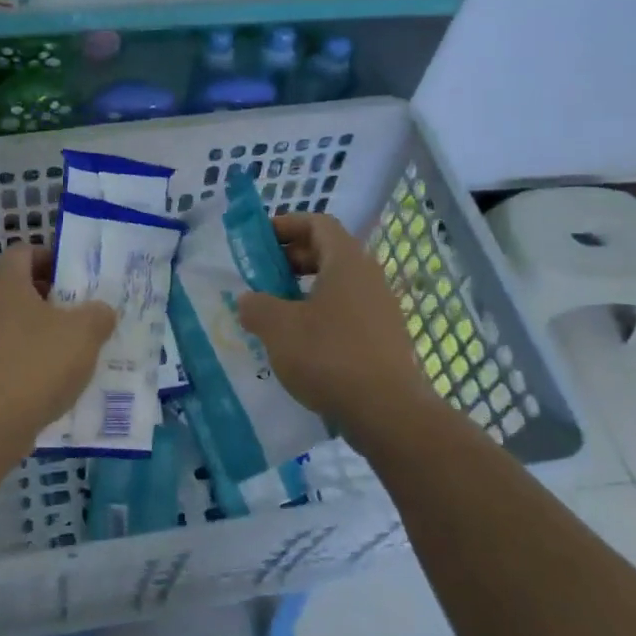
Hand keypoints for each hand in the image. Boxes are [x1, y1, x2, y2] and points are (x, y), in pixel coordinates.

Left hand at [0, 244, 115, 445]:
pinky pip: (2, 351)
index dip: (53, 259)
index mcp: (4, 281)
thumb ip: (98, 314)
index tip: (77, 278)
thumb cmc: (36, 364)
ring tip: (69, 347)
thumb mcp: (84, 333)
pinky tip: (48, 378)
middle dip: (49, 297)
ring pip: (9, 321)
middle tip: (79, 312)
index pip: (25, 252)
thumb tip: (100, 311)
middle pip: (17, 287)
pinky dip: (23, 357)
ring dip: (37, 329)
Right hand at [237, 213, 422, 437]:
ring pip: (338, 285)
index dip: (286, 224)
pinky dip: (321, 316)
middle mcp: (369, 277)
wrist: (387, 413)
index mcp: (346, 261)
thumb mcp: (278, 328)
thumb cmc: (329, 356)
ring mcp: (381, 309)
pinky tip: (301, 344)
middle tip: (262, 277)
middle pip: (328, 252)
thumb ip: (256, 306)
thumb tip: (248, 300)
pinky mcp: (385, 339)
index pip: (318, 223)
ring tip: (276, 312)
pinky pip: (348, 313)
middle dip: (292, 259)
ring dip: (305, 290)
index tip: (259, 239)